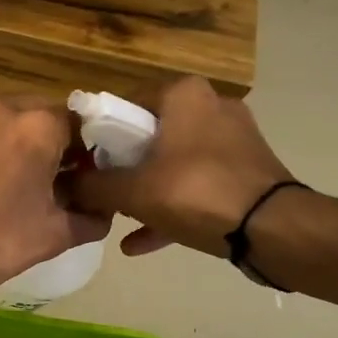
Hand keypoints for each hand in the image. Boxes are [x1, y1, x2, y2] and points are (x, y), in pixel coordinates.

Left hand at [0, 98, 110, 307]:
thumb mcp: (55, 235)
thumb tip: (103, 207)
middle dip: (44, 139)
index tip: (75, 173)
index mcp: (35, 127)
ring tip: (2, 175)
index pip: (75, 123)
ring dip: (8, 136)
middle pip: (36, 112)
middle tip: (41, 177)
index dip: (79, 149)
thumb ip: (92, 214)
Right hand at [67, 77, 291, 256]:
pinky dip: (171, 207)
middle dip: (123, 167)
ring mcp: (232, 140)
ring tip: (118, 220)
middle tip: (101, 192)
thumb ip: (94, 186)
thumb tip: (65, 186)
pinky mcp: (245, 171)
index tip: (84, 163)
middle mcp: (210, 106)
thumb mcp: (133, 191)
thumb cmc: (196, 192)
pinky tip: (140, 242)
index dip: (99, 135)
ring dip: (145, 191)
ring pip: (173, 162)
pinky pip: (196, 185)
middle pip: (150, 135)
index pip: (125, 103)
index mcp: (183, 94)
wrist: (272, 229)